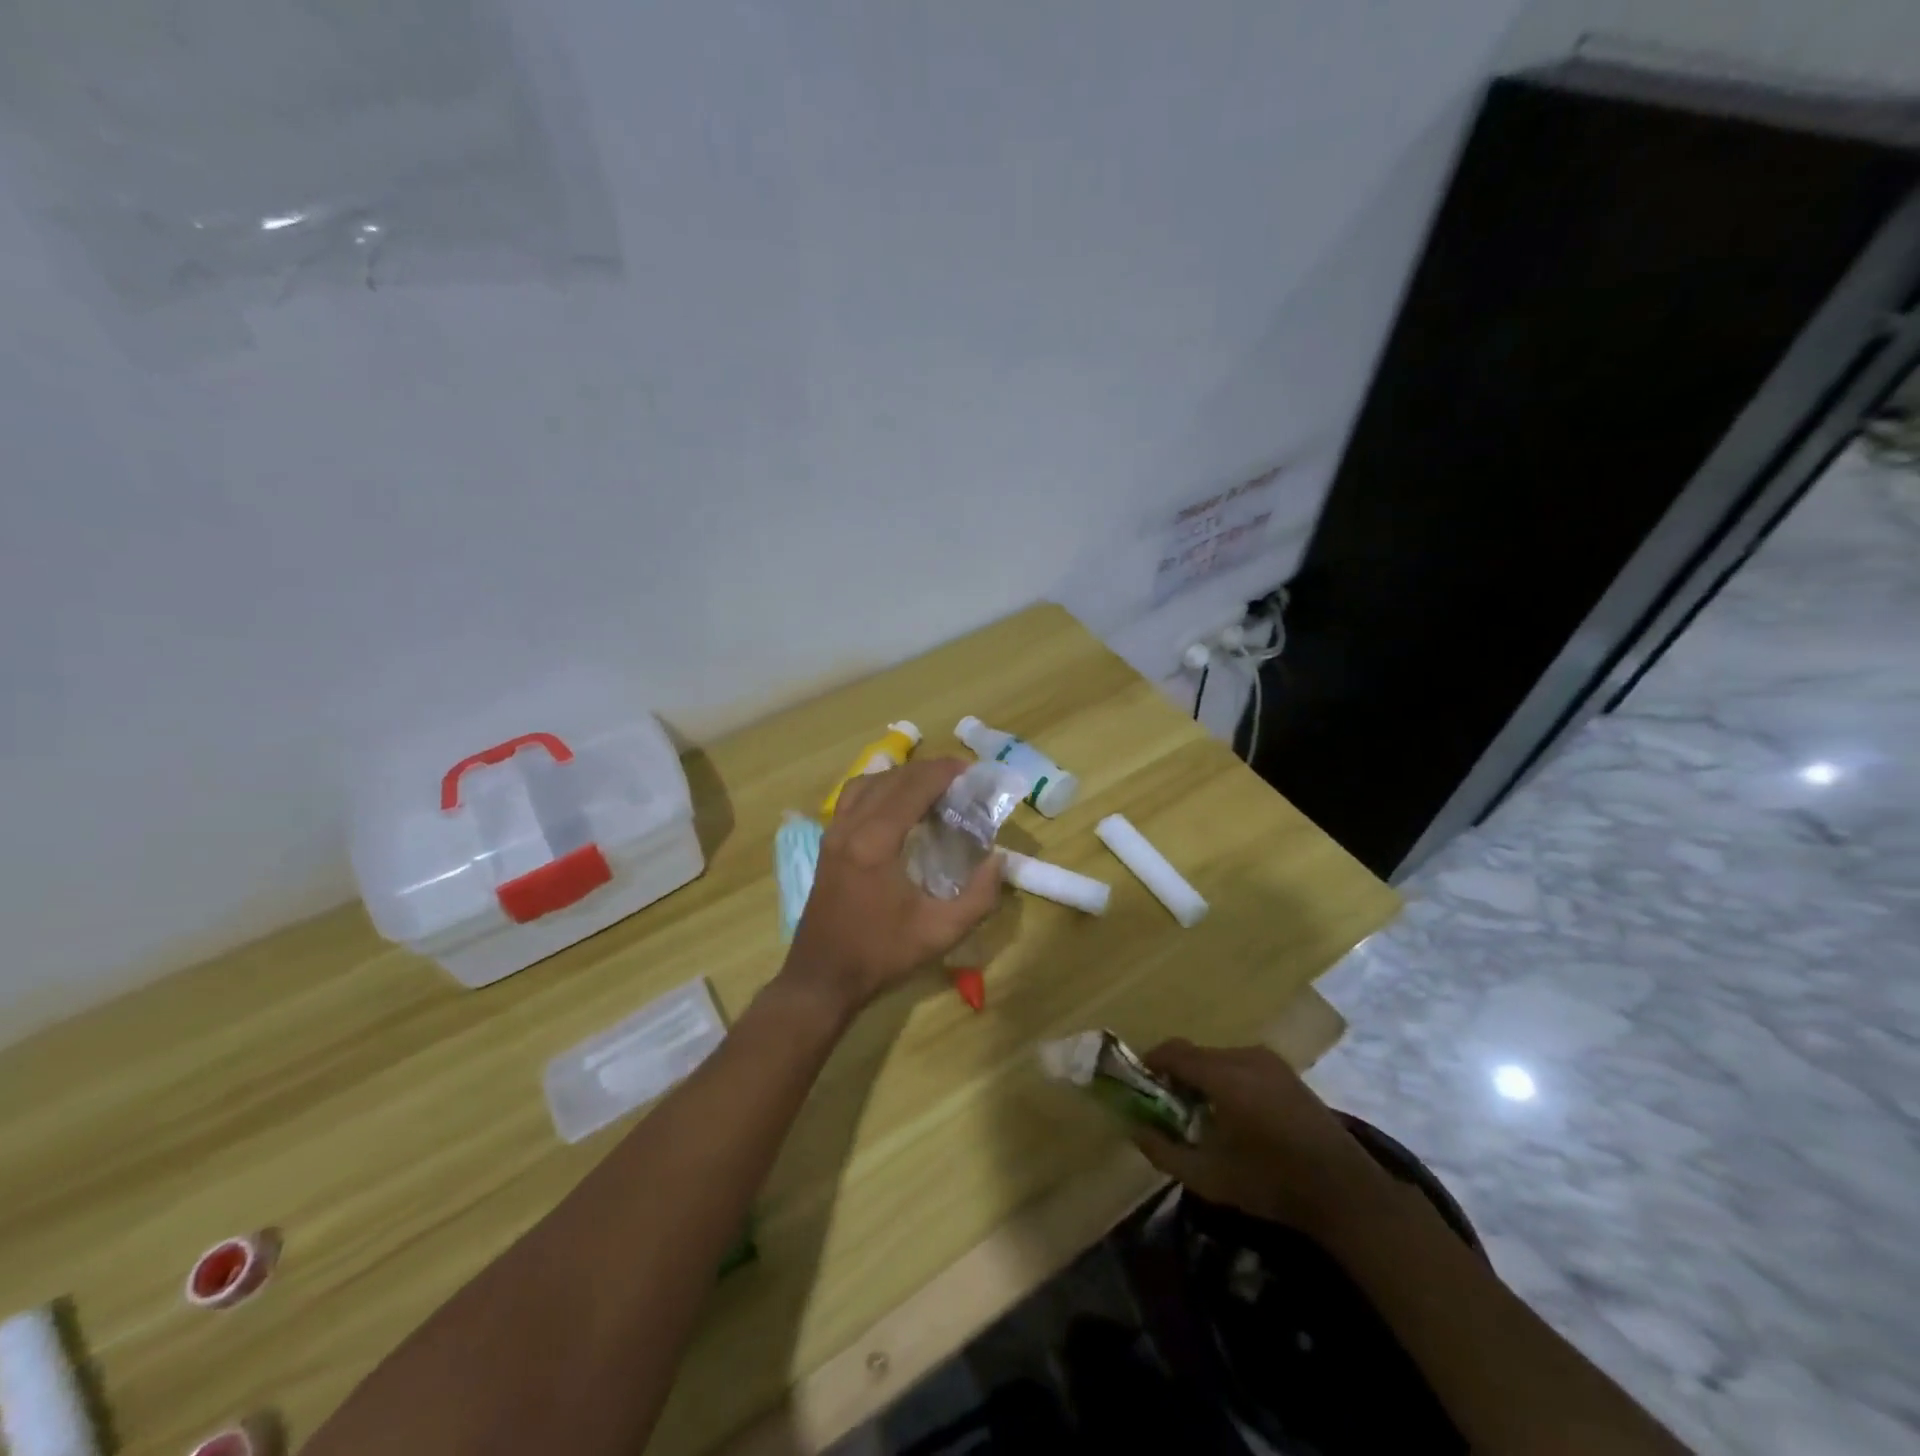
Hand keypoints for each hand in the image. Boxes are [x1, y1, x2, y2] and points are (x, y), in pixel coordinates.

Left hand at [784, 758, 1001, 1020]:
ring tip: (930, 786)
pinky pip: (852, 797)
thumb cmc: (881, 955)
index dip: (943, 772)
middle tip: (959, 778)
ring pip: (868, 782)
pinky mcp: (827, 842)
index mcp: (875, 843)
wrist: (822, 977)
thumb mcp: (941, 932)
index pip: (913, 788)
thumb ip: (979, 895)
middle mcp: (850, 827)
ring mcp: (833, 832)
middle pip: (891, 778)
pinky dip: (878, 787)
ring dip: (901, 775)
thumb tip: (998, 859)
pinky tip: (897, 803)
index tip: (971, 770)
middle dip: (927, 770)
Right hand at [1132, 1039, 1392, 1234]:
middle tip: (1169, 1108)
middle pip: (1196, 1054)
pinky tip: (1235, 1115)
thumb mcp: (1209, 1177)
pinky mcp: (1286, 1071)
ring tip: (1203, 1115)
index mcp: (1224, 1076)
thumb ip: (1165, 1152)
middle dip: (1177, 1075)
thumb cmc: (1271, 1183)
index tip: (1140, 1085)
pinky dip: (1226, 1079)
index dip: (1151, 1064)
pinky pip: (1241, 1064)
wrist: (1344, 1191)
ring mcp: (1269, 1061)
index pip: (1173, 1052)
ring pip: (1218, 1058)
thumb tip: (1135, 1130)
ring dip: (1203, 1078)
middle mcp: (1244, 1057)